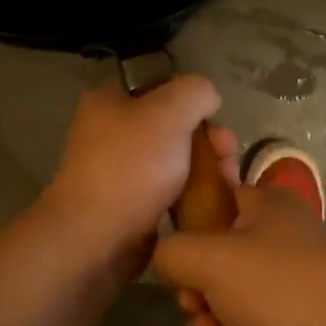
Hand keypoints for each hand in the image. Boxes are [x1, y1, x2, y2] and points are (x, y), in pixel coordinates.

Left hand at [39, 75, 237, 279]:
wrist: (96, 239)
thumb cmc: (131, 168)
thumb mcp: (169, 113)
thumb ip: (195, 92)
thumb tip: (207, 98)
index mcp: (110, 101)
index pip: (161, 85)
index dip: (194, 100)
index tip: (217, 121)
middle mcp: (111, 132)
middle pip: (174, 125)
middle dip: (209, 139)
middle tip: (228, 159)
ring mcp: (120, 171)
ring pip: (176, 160)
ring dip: (206, 169)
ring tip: (228, 185)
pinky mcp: (131, 205)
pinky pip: (170, 191)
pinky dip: (192, 195)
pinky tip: (213, 204)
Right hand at [154, 184, 325, 325]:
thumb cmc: (281, 291)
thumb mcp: (210, 259)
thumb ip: (172, 252)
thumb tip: (166, 259)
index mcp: (265, 206)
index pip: (211, 203)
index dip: (187, 234)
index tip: (179, 265)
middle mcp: (280, 238)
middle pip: (214, 261)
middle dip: (197, 297)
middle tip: (199, 314)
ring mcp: (291, 284)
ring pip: (229, 302)